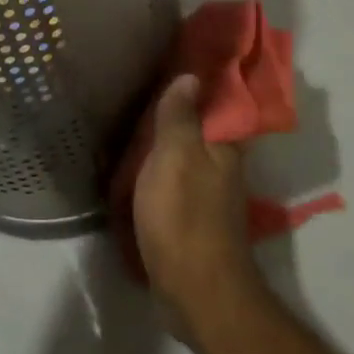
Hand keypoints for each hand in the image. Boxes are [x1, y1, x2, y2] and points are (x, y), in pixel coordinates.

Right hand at [133, 75, 268, 344]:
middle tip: (138, 93)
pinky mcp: (190, 220)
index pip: (215, 102)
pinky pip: (172, 184)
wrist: (195, 290)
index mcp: (223, 147)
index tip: (168, 63)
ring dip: (163, 144)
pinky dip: (156, 173)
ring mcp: (207, 197)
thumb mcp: (175, 156)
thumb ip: (180, 116)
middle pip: (198, 130)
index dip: (196, 83)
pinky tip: (134, 170)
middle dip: (175, 113)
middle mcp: (222, 168)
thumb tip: (191, 76)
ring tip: (130, 126)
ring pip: (184, 158)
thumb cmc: (183, 216)